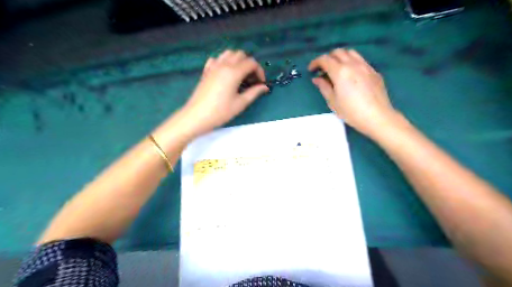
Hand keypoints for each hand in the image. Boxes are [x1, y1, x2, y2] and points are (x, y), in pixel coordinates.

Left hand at [180, 49, 267, 136]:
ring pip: (228, 54)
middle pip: (241, 54)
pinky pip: (217, 59)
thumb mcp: (240, 104)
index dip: (259, 71)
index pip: (251, 63)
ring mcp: (213, 66)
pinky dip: (224, 62)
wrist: (197, 116)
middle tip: (251, 80)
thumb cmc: (220, 112)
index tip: (261, 83)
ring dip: (238, 61)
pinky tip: (226, 73)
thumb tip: (264, 87)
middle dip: (249, 65)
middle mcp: (223, 65)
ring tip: (240, 75)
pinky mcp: (206, 71)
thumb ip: (254, 92)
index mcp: (233, 72)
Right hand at [308, 48, 398, 136]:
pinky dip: (351, 62)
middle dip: (327, 58)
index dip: (315, 62)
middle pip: (338, 52)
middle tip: (323, 69)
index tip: (311, 70)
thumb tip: (317, 79)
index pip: (325, 59)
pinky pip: (360, 60)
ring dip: (340, 57)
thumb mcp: (332, 102)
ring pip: (350, 53)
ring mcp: (365, 66)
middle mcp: (353, 64)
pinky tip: (350, 74)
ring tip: (336, 69)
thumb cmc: (351, 112)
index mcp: (340, 72)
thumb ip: (324, 87)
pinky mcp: (373, 71)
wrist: (377, 117)